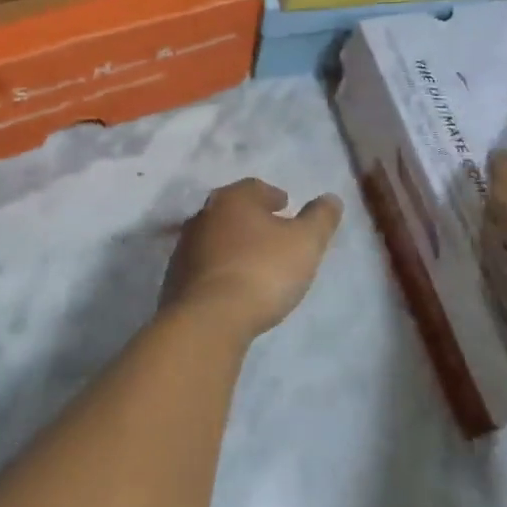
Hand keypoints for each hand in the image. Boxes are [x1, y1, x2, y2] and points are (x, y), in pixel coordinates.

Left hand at [160, 179, 342, 338]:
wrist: (209, 318)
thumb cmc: (263, 271)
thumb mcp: (306, 243)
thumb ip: (320, 218)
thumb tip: (331, 199)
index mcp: (232, 199)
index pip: (254, 187)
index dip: (272, 195)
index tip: (285, 206)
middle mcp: (203, 215)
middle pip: (231, 210)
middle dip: (251, 218)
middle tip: (271, 231)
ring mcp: (184, 247)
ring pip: (214, 236)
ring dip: (233, 243)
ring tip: (253, 259)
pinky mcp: (175, 278)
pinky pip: (203, 265)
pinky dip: (219, 267)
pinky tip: (232, 284)